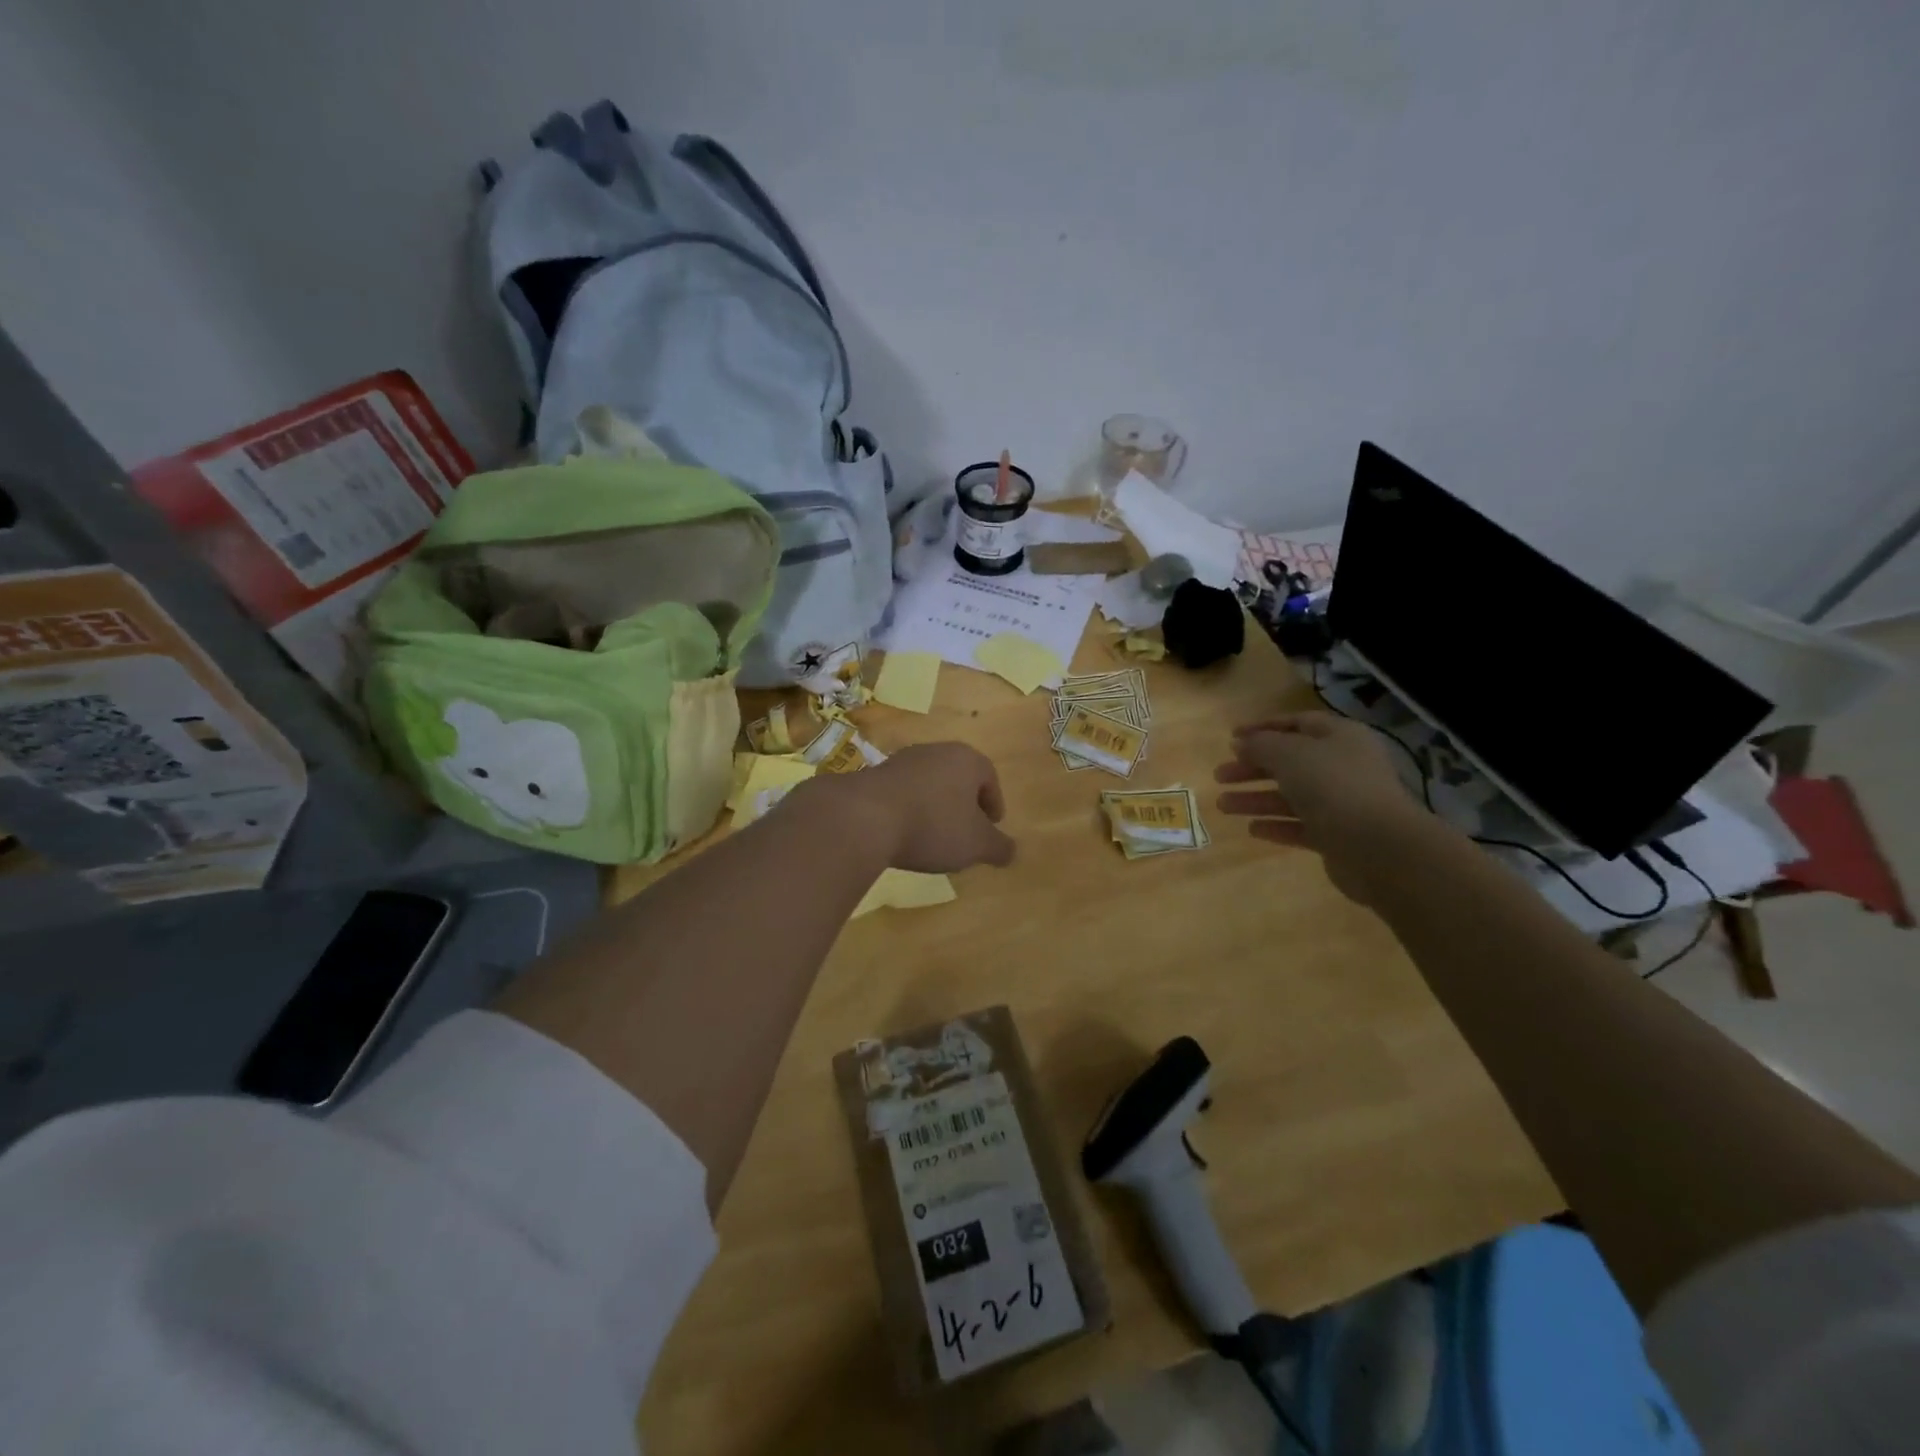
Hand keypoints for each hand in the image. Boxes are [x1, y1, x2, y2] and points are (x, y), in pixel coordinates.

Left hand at [805, 742, 1016, 872]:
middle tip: (965, 831)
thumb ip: (998, 847)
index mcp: (966, 759)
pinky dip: (909, 810)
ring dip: (935, 806)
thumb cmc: (933, 825)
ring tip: (933, 836)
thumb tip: (1012, 852)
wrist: (864, 817)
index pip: (989, 777)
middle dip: (964, 804)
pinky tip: (904, 834)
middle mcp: (935, 751)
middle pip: (958, 777)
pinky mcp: (873, 775)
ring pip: (929, 783)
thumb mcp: (975, 844)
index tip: (991, 827)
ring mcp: (902, 760)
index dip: (994, 803)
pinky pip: (902, 793)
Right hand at [1215, 712, 1425, 901]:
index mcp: (1340, 737)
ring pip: (1292, 796)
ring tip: (1222, 806)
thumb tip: (1241, 744)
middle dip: (1252, 768)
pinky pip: (1301, 826)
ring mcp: (1343, 803)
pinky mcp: (1338, 836)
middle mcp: (1344, 766)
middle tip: (1220, 776)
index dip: (1263, 727)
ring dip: (1256, 799)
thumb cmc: (1333, 786)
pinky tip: (1251, 830)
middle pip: (1290, 762)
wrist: (1379, 847)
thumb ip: (1260, 746)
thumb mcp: (1289, 755)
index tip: (1231, 737)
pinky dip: (1276, 826)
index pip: (1298, 723)